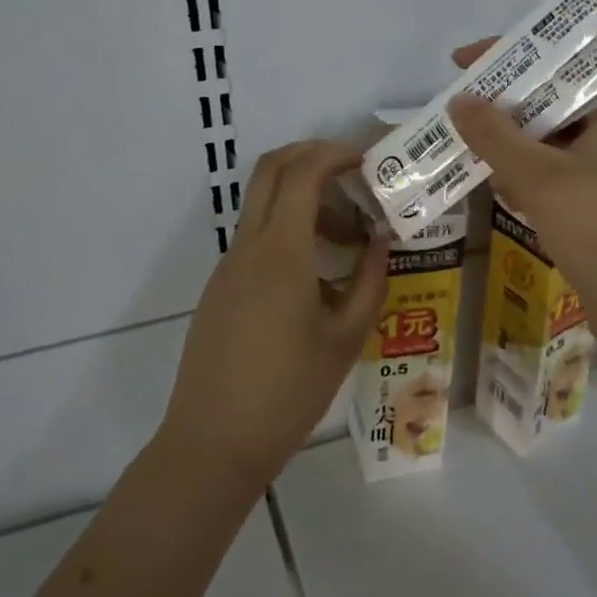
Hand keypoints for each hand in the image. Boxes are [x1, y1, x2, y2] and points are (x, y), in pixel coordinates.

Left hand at [159, 140, 389, 489]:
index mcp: (280, 253)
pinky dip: (287, 232)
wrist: (214, 443)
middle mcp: (247, 247)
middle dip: (311, 156)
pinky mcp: (220, 288)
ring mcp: (227, 267)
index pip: (303, 173)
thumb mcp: (346, 338)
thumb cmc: (289, 393)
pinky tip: (317, 276)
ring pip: (262, 205)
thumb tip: (382, 237)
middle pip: (270, 170)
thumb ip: (370, 280)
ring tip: (348, 240)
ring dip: (303, 200)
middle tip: (354, 172)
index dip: (335, 154)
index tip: (369, 158)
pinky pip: (255, 239)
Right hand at [445, 40, 596, 369]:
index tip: (465, 61)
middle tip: (460, 104)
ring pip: (556, 140)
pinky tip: (496, 183)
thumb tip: (460, 101)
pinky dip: (529, 173)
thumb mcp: (541, 178)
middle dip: (507, 101)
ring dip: (514, 140)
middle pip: (559, 98)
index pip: (567, 59)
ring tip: (466, 140)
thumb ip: (495, 136)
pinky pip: (560, 174)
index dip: (515, 55)